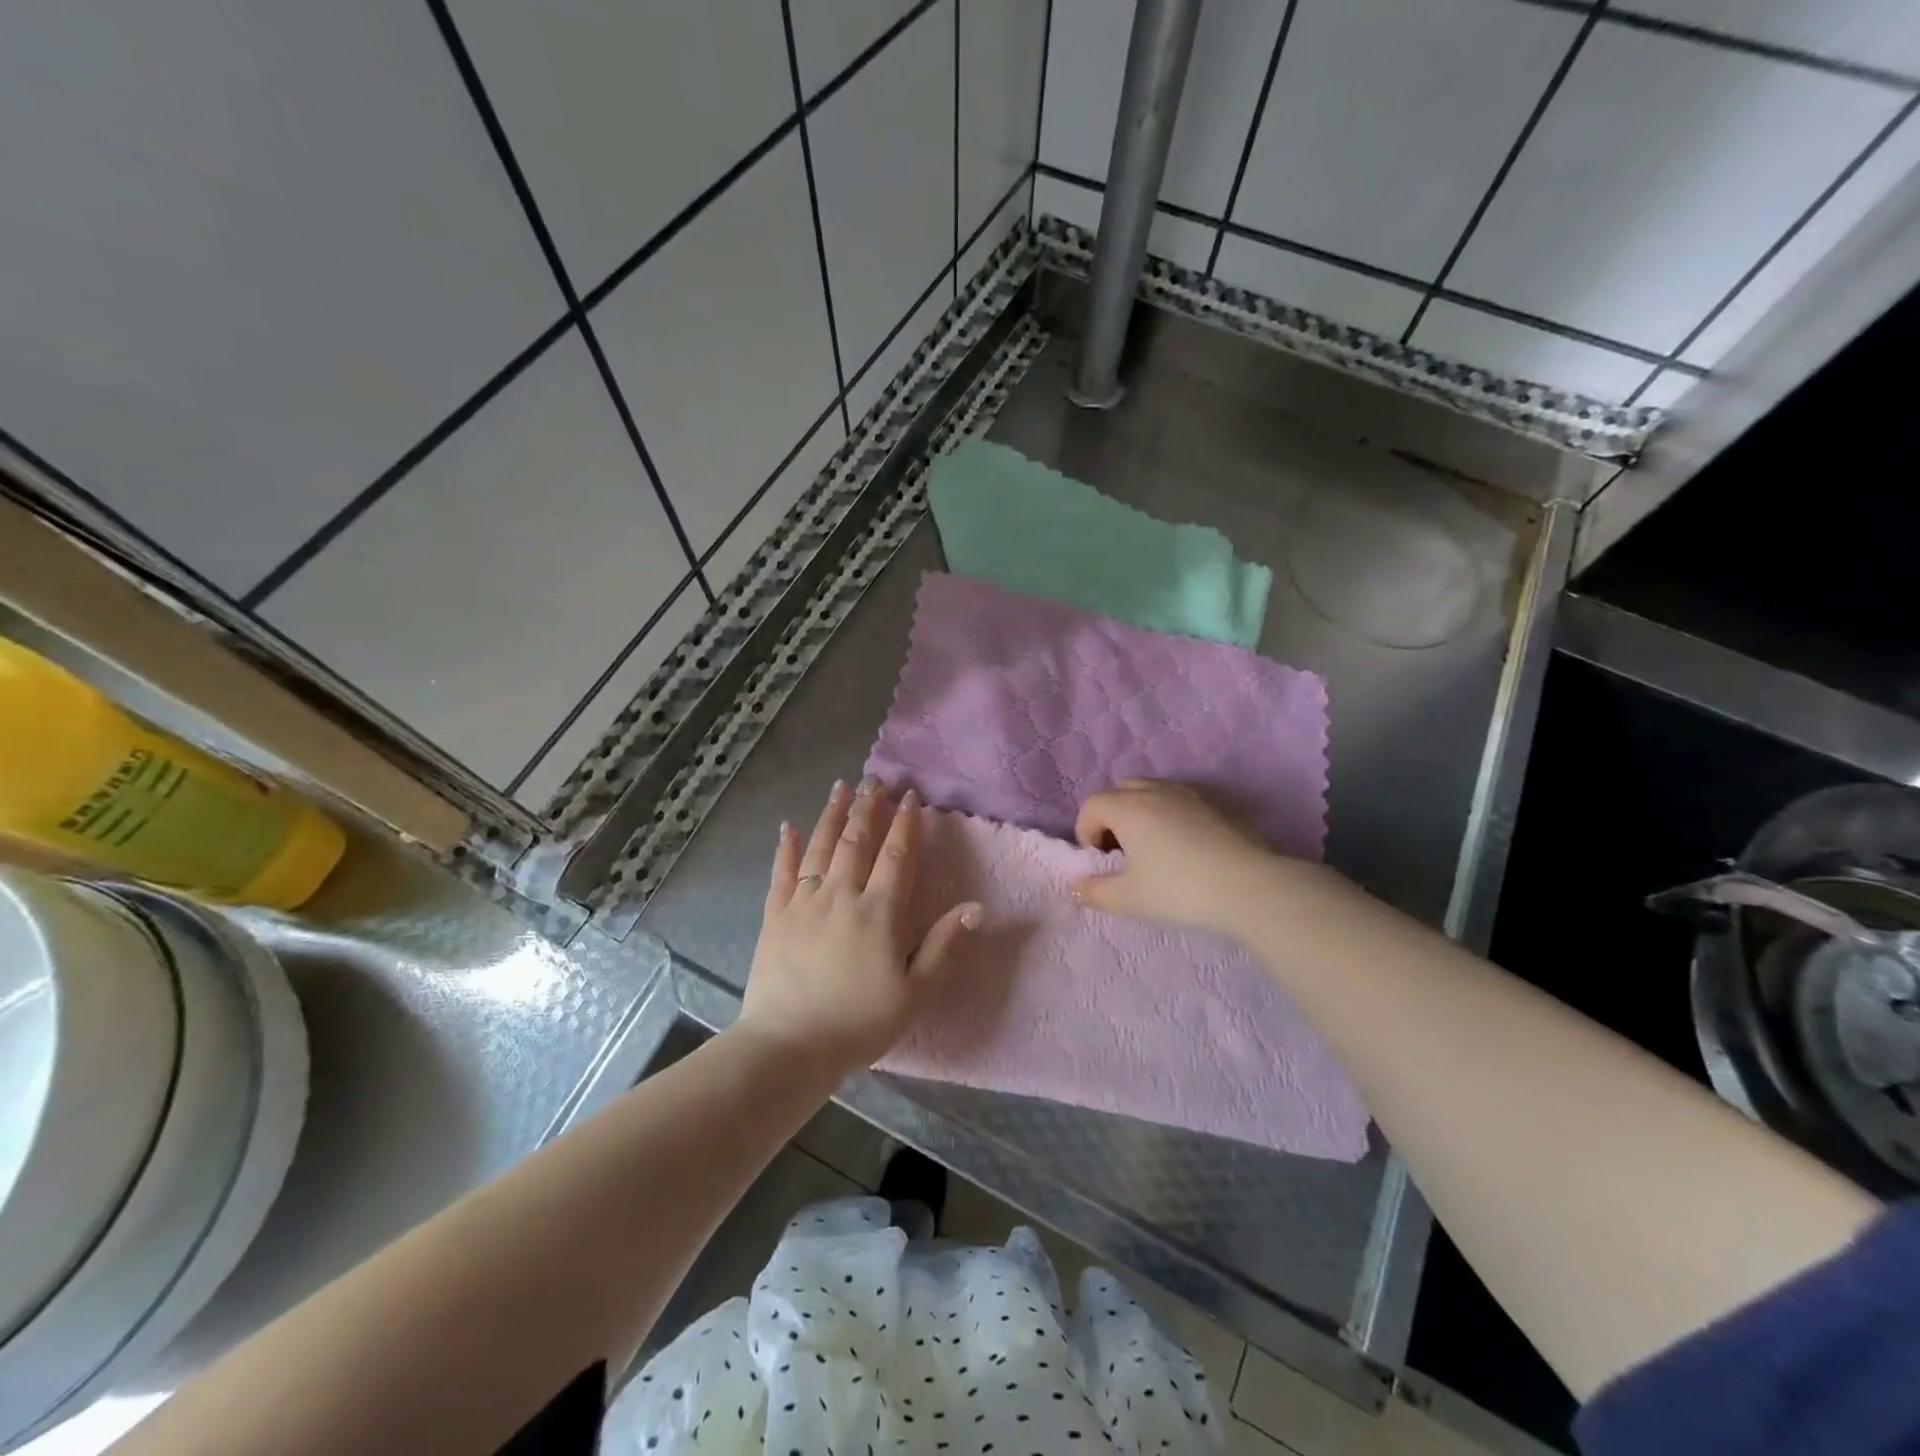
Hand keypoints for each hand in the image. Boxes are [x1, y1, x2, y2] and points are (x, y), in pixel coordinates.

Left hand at [739, 777, 980, 1076]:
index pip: (896, 855)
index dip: (905, 823)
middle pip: (856, 841)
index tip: (909, 796)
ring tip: (840, 788)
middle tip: (874, 780)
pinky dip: (785, 847)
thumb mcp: (915, 992)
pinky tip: (787, 827)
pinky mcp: (775, 916)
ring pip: (819, 847)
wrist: (789, 1045)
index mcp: (879, 911)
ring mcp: (804, 902)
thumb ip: (944, 945)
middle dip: (868, 808)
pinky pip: (781, 873)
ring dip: (831, 815)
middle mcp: (841, 895)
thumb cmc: (860, 1022)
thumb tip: (977, 907)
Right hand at [1072, 778, 1285, 935]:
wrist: (1250, 888)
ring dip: (1141, 814)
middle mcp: (1156, 792)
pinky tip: (1184, 850)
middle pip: (1120, 790)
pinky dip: (1170, 817)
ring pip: (1153, 792)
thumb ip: (1095, 892)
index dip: (1085, 831)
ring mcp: (1190, 796)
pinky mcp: (1217, 807)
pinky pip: (1180, 802)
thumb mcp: (1130, 899)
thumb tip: (1076, 887)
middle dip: (1111, 817)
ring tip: (1151, 849)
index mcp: (1129, 808)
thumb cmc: (1180, 890)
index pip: (1092, 805)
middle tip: (1121, 852)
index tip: (1099, 861)